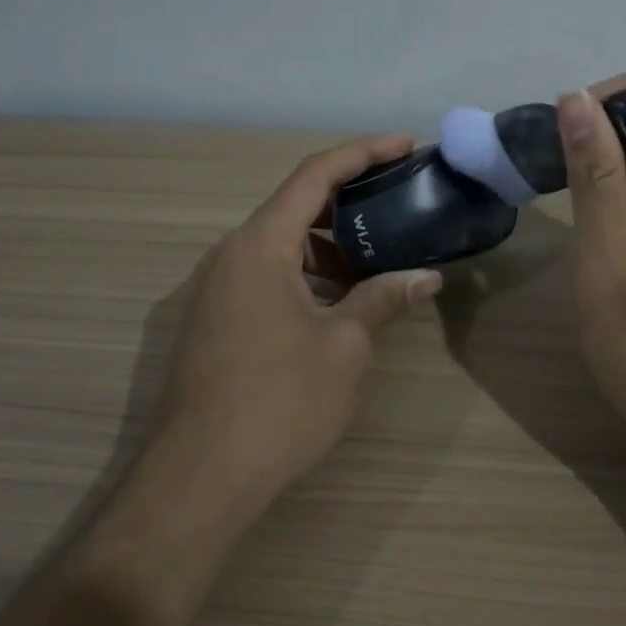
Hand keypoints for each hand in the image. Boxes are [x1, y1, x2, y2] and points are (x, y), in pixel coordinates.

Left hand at [157, 134, 445, 509]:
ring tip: (378, 262)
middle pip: (296, 206)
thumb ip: (383, 300)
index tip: (406, 146)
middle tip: (400, 203)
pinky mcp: (214, 319)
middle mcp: (231, 254)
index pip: (315, 175)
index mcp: (260, 245)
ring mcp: (216, 288)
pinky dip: (306, 276)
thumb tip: (426, 277)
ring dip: (329, 246)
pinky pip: (266, 275)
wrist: (198, 479)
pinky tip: (339, 304)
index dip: (364, 152)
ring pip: (281, 245)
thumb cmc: (278, 403)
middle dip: (351, 200)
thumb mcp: (343, 347)